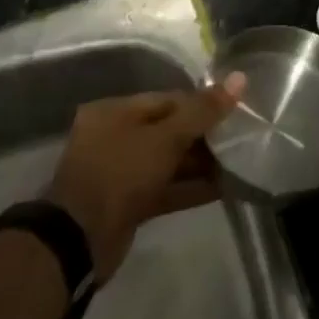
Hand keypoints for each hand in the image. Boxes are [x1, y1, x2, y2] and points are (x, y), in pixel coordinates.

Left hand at [43, 76, 243, 280]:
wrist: (78, 241)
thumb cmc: (120, 173)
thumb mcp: (166, 137)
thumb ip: (204, 110)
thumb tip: (240, 78)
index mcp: (115, 112)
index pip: (168, 99)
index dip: (202, 104)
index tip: (235, 111)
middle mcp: (115, 137)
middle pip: (169, 130)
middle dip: (204, 137)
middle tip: (240, 139)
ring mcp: (120, 173)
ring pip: (168, 162)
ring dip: (201, 164)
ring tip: (239, 163)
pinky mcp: (128, 205)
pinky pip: (165, 189)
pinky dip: (191, 188)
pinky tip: (224, 189)